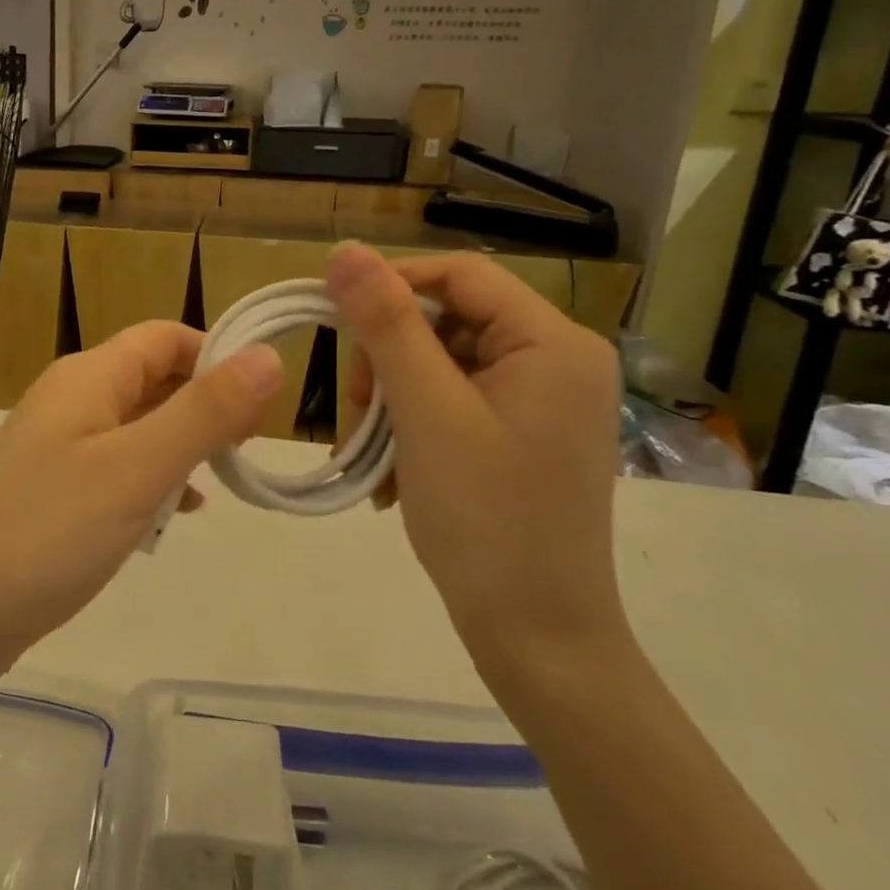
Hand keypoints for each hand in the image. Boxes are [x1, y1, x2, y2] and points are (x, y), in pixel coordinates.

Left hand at [0, 322, 283, 673]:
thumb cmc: (51, 530)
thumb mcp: (139, 468)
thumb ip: (205, 411)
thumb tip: (268, 354)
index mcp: (88, 377)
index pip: (165, 337)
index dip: (217, 357)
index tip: (260, 407)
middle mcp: (69, 399)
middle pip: (151, 378)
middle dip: (204, 405)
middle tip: (245, 452)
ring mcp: (55, 446)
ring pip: (136, 426)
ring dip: (181, 446)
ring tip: (218, 484)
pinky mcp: (50, 489)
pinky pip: (115, 467)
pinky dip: (150, 480)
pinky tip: (171, 515)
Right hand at [325, 243, 628, 700]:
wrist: (537, 639)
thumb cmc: (486, 519)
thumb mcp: (426, 412)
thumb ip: (386, 325)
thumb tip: (345, 250)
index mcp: (552, 342)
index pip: (458, 275)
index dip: (390, 285)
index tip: (333, 321)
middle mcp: (556, 361)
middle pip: (447, 322)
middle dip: (389, 360)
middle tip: (358, 412)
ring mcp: (540, 402)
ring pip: (440, 366)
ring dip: (393, 400)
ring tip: (371, 453)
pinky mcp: (521, 436)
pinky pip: (452, 403)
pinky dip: (412, 426)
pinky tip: (394, 472)